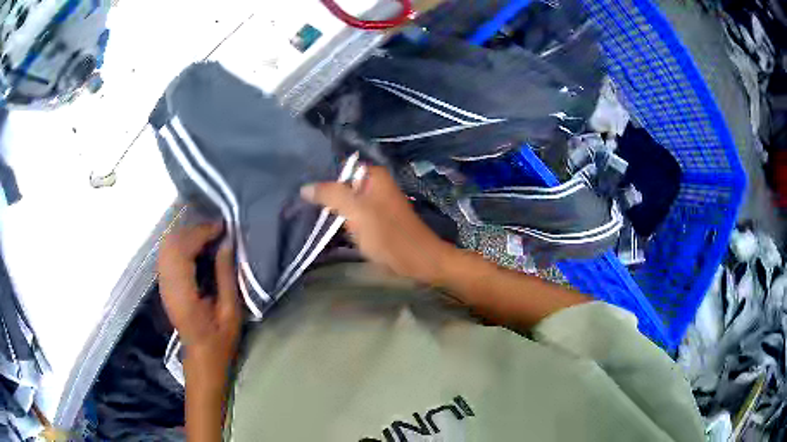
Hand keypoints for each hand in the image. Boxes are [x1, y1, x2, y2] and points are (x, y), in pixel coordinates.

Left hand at [158, 223, 241, 379]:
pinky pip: (167, 254)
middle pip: (171, 244)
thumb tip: (226, 244)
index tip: (222, 228)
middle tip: (217, 231)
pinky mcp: (164, 284)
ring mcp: (163, 285)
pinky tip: (196, 247)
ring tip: (208, 237)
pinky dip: (181, 243)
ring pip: (166, 246)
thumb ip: (226, 276)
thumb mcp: (231, 311)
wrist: (202, 356)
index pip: (183, 252)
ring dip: (187, 235)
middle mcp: (168, 286)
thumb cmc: (221, 338)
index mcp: (183, 296)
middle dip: (193, 231)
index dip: (200, 234)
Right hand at [301, 166, 454, 284]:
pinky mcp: (376, 220)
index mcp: (374, 175)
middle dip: (324, 195)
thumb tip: (305, 187)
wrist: (418, 261)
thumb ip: (330, 195)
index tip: (301, 191)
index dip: (321, 178)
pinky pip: (353, 214)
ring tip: (307, 215)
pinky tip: (325, 226)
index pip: (339, 168)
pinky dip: (341, 219)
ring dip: (331, 209)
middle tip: (300, 205)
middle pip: (341, 185)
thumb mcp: (356, 211)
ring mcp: (376, 203)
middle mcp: (376, 184)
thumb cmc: (388, 235)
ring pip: (346, 201)